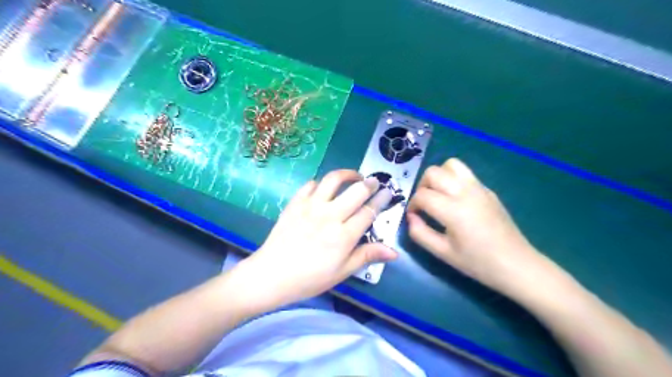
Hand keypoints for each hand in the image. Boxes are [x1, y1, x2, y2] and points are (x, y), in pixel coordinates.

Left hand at [236, 169, 394, 310]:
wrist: (272, 275)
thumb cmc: (310, 278)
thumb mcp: (342, 272)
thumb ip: (367, 256)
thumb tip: (394, 252)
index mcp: (344, 235)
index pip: (369, 211)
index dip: (381, 200)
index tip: (389, 192)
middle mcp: (330, 215)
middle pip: (356, 191)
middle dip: (370, 183)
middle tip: (375, 181)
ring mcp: (311, 206)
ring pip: (333, 180)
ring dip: (347, 174)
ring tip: (353, 176)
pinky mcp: (295, 203)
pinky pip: (310, 185)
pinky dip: (320, 183)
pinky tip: (323, 188)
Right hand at [406, 157, 553, 296]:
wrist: (516, 264)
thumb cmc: (478, 263)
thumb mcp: (443, 253)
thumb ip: (420, 234)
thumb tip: (411, 217)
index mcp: (454, 210)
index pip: (422, 195)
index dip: (412, 204)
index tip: (414, 216)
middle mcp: (465, 192)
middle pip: (433, 172)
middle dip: (422, 186)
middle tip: (424, 204)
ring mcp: (479, 188)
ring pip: (451, 165)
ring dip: (438, 176)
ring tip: (438, 194)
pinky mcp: (488, 190)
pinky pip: (465, 173)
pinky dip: (453, 179)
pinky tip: (456, 199)